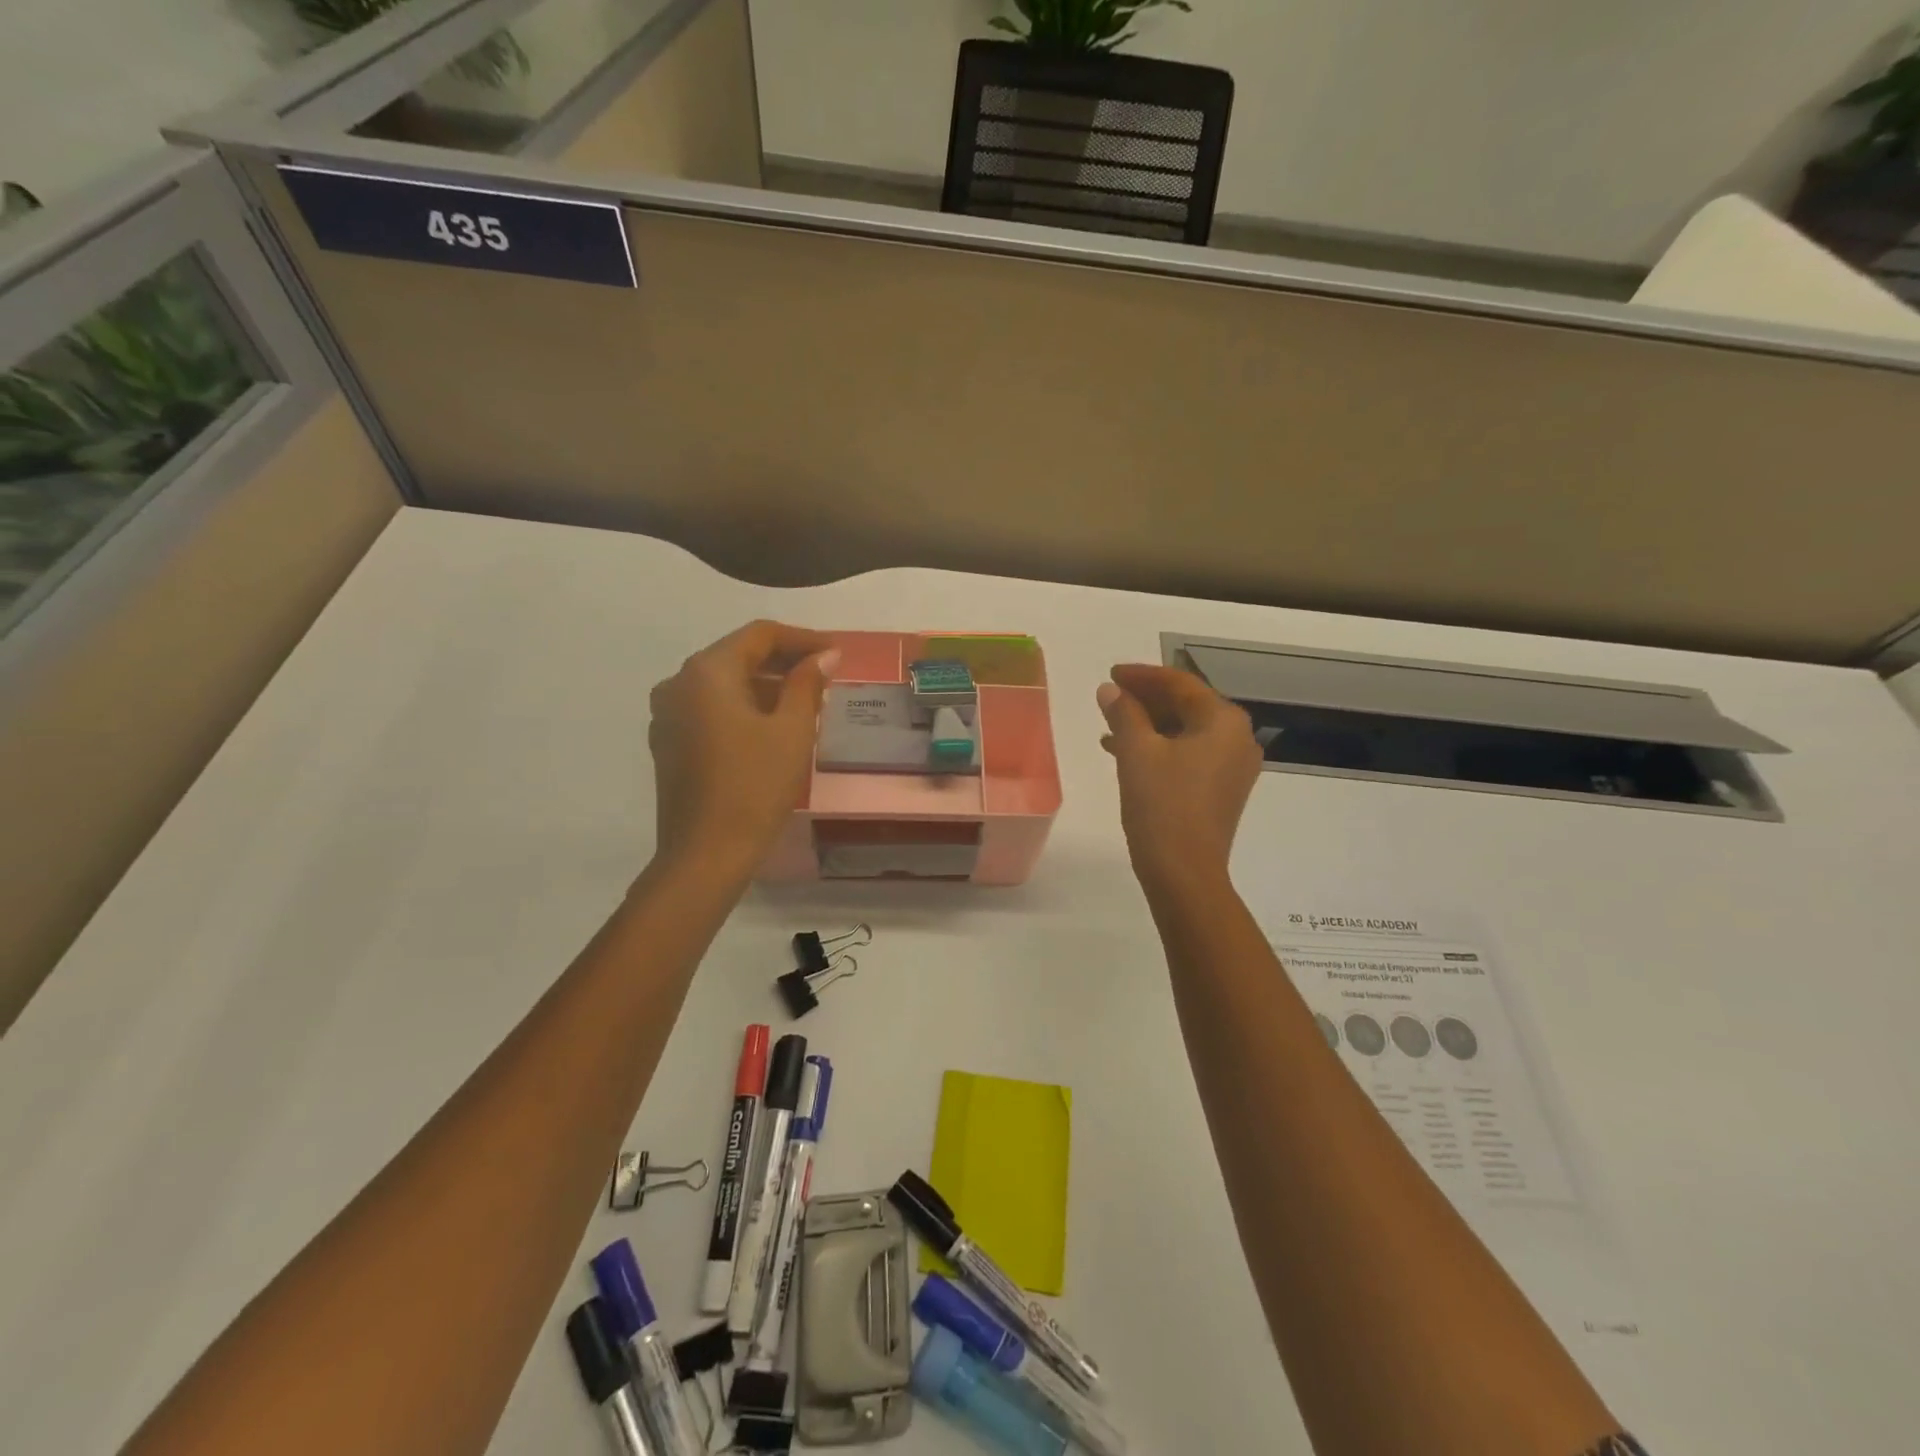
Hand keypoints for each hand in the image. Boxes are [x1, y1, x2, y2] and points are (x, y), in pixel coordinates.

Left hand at [648, 621, 837, 880]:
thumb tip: (824, 655)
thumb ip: (807, 684)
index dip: (802, 638)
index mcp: (706, 672)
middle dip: (783, 661)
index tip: (835, 652)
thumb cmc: (754, 786)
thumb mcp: (791, 731)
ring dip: (764, 685)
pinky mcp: (669, 744)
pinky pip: (710, 710)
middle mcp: (678, 684)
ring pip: (724, 685)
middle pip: (737, 656)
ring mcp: (667, 716)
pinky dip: (743, 708)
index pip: (759, 635)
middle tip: (824, 675)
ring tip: (804, 702)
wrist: (706, 855)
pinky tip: (771, 727)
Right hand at [1097, 664, 1261, 896]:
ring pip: (1186, 730)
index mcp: (1223, 721)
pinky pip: (1189, 754)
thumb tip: (1110, 690)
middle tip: (1110, 696)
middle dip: (1146, 699)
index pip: (1180, 684)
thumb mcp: (1136, 752)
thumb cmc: (1162, 805)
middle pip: (1187, 705)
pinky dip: (1160, 747)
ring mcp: (1232, 767)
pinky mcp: (1221, 789)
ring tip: (1110, 724)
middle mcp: (1237, 738)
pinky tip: (1126, 753)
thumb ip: (1123, 713)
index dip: (1142, 676)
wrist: (1184, 872)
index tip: (1111, 673)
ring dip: (1149, 723)